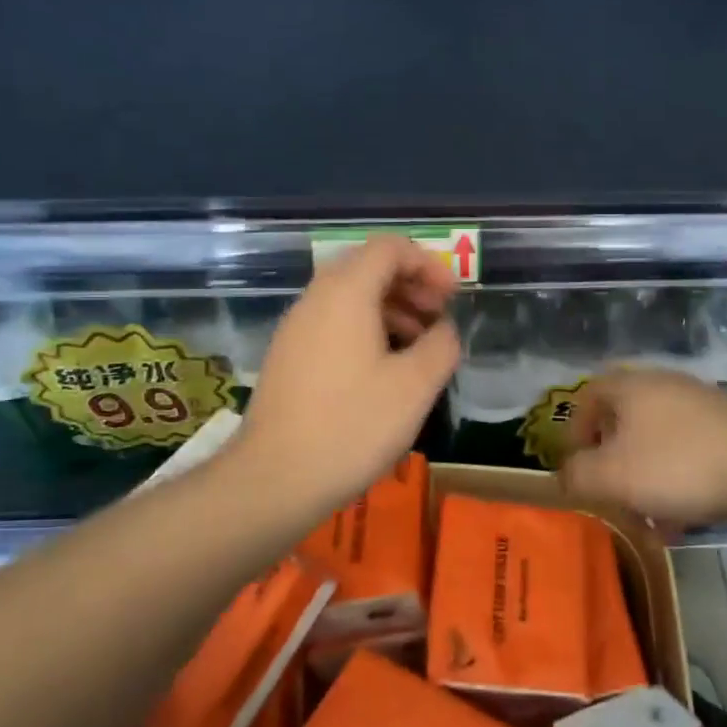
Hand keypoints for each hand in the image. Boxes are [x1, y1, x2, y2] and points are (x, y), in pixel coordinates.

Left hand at [231, 236, 459, 517]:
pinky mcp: (287, 356)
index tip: (451, 298)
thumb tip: (444, 329)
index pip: (389, 248)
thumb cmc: (352, 426)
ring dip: (390, 310)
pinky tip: (383, 371)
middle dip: (410, 286)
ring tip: (418, 348)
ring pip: (349, 297)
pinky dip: (365, 330)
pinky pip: (332, 323)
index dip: (428, 264)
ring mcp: (296, 327)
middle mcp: (316, 298)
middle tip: (438, 320)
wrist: (274, 478)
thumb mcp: (415, 387)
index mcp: (346, 293)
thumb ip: (441, 345)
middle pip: (367, 267)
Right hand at [559, 368, 726, 525]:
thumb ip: (576, 476)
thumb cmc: (676, 465)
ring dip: (647, 480)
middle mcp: (663, 386)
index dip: (573, 432)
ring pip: (658, 443)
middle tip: (612, 496)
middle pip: (623, 423)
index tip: (576, 467)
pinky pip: (690, 453)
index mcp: (629, 387)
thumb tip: (565, 475)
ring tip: (652, 521)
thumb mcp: (611, 477)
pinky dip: (679, 483)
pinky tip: (685, 519)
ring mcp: (700, 404)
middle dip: (613, 465)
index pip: (586, 396)